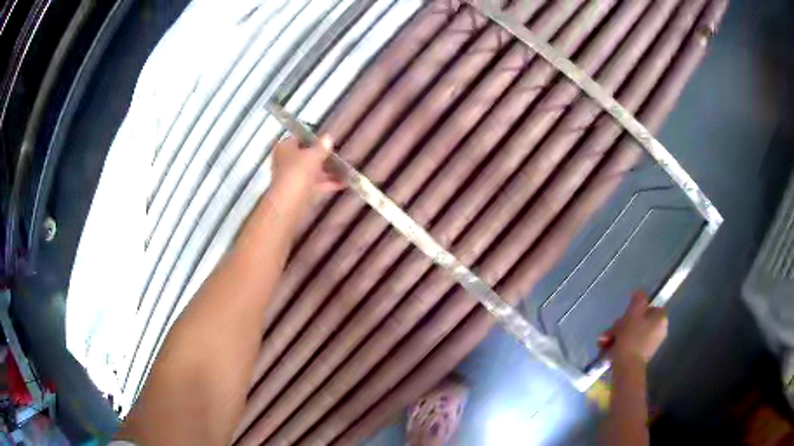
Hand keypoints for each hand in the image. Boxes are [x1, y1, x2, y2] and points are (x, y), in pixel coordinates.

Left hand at [271, 134, 344, 195]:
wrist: (291, 204)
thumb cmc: (298, 172)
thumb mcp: (313, 155)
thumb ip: (322, 146)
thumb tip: (328, 137)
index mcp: (285, 148)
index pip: (298, 138)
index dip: (312, 137)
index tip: (327, 139)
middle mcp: (287, 162)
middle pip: (306, 156)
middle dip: (322, 155)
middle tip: (339, 152)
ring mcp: (295, 178)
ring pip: (313, 171)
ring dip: (329, 170)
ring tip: (347, 167)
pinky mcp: (302, 193)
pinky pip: (318, 185)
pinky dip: (330, 183)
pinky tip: (346, 181)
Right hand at [604, 291, 667, 364]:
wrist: (627, 367)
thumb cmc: (631, 337)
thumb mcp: (633, 313)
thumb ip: (638, 299)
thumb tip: (639, 292)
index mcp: (661, 318)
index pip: (650, 307)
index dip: (636, 310)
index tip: (625, 315)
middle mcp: (660, 330)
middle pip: (639, 321)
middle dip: (622, 325)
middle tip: (612, 330)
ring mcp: (651, 345)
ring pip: (633, 333)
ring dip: (618, 335)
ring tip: (605, 341)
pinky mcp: (642, 356)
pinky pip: (631, 345)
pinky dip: (620, 345)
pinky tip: (608, 348)